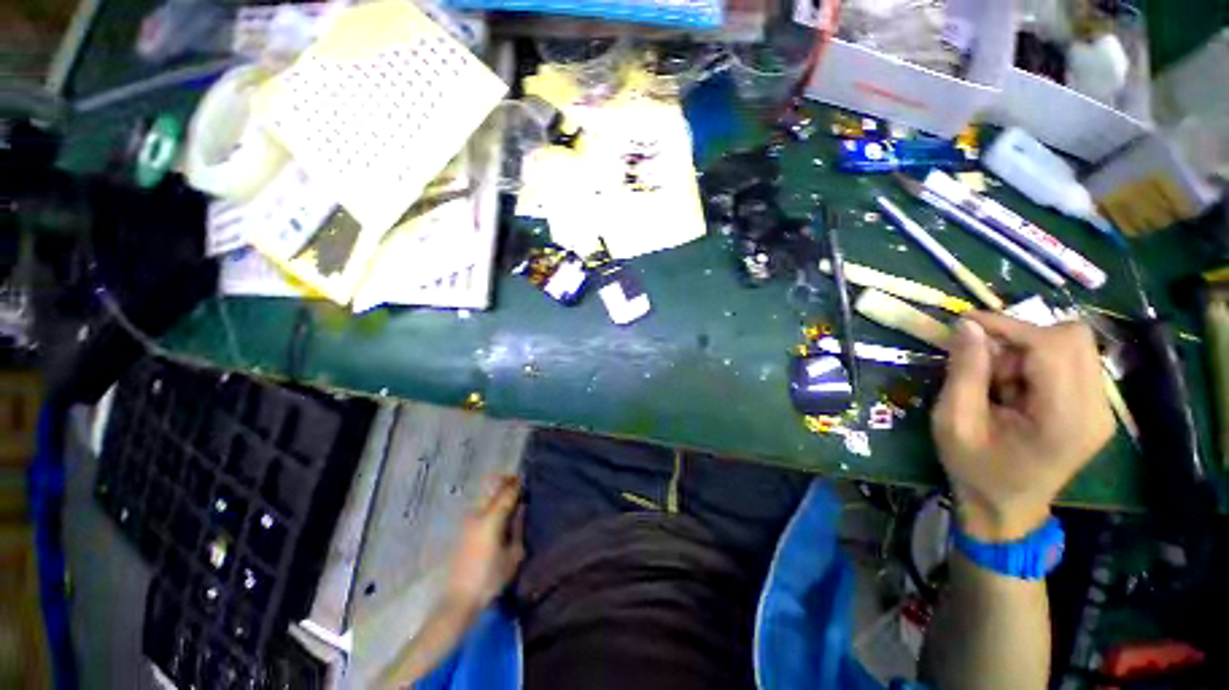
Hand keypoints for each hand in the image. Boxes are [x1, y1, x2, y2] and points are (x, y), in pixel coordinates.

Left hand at [445, 475, 524, 611]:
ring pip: (484, 496)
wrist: (457, 601)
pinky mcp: (461, 530)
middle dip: (506, 481)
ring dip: (496, 491)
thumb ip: (518, 528)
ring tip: (509, 495)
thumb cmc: (489, 580)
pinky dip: (489, 501)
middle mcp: (477, 514)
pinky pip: (479, 506)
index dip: (518, 483)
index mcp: (491, 519)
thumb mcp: (513, 555)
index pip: (507, 492)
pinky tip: (497, 511)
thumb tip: (521, 509)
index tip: (526, 476)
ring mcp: (467, 521)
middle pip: (492, 488)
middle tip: (518, 481)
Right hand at [933, 313, 1113, 541]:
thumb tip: (968, 325)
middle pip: (1073, 337)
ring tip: (1000, 382)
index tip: (966, 322)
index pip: (1052, 346)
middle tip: (987, 363)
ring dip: (1029, 350)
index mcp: (1064, 419)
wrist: (1005, 507)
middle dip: (1022, 338)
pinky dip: (1038, 362)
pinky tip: (1017, 388)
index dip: (1009, 326)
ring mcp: (1102, 409)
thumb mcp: (954, 422)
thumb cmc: (974, 468)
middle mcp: (1096, 410)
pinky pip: (1073, 360)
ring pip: (1073, 345)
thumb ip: (964, 372)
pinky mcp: (1097, 407)